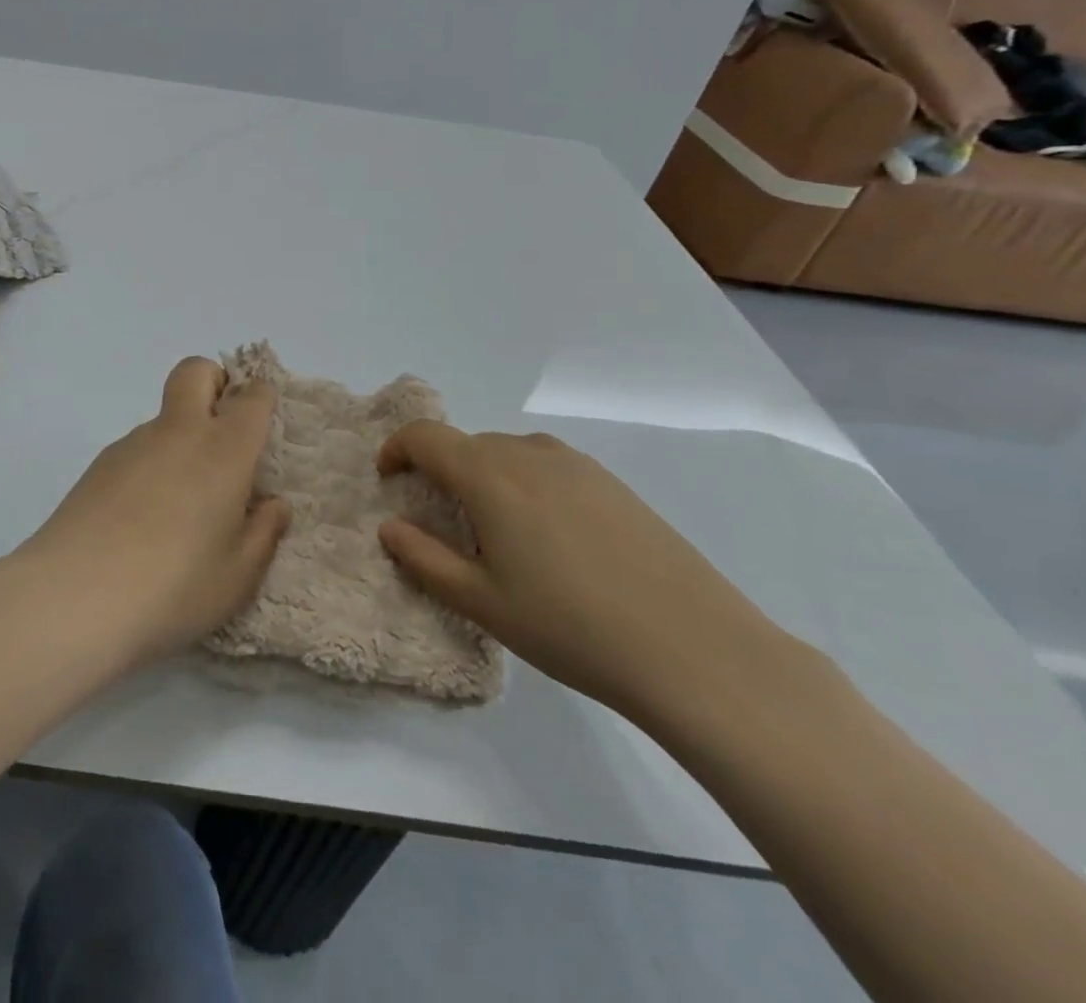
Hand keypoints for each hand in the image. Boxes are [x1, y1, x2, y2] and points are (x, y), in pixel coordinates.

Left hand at [15, 357, 290, 667]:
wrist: (74, 596)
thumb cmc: (174, 586)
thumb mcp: (238, 576)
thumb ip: (263, 533)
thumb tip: (272, 504)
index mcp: (223, 450)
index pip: (251, 398)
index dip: (262, 398)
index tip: (264, 423)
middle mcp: (178, 433)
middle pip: (195, 371)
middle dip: (214, 381)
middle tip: (223, 430)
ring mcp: (132, 444)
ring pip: (164, 416)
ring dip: (181, 436)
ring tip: (181, 505)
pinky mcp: (99, 464)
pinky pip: (137, 449)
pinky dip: (151, 465)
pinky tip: (142, 519)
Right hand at [377, 422, 794, 720]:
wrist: (696, 649)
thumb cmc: (571, 627)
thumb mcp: (482, 602)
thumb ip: (424, 559)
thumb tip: (390, 528)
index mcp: (489, 476)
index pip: (425, 436)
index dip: (397, 449)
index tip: (388, 478)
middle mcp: (529, 454)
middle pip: (466, 443)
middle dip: (440, 469)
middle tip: (441, 519)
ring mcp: (577, 465)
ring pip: (509, 452)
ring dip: (485, 474)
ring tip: (496, 529)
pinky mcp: (613, 483)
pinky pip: (548, 465)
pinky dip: (526, 482)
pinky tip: (550, 536)